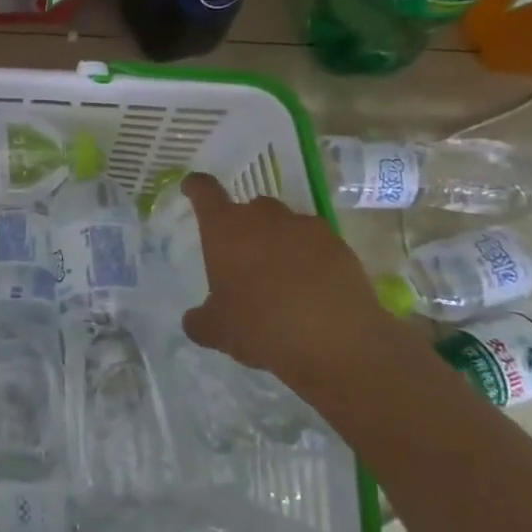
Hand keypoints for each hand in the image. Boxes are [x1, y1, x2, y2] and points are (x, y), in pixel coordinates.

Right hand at [179, 174, 393, 382]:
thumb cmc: (261, 328)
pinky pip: (315, 243)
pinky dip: (310, 257)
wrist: (336, 343)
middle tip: (243, 261)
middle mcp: (262, 216)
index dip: (196, 187)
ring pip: (284, 224)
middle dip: (244, 228)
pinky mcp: (338, 244)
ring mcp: (304, 226)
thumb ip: (200, 320)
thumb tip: (195, 319)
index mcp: (225, 228)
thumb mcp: (218, 331)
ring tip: (282, 278)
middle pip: (248, 208)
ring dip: (278, 241)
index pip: (204, 190)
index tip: (192, 189)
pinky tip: (313, 288)